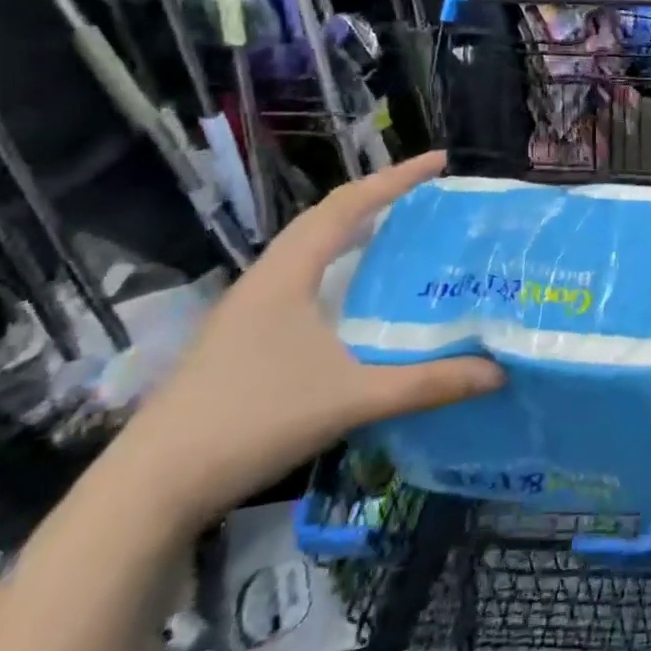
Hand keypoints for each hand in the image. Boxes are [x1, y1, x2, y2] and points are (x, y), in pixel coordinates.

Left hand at [108, 152, 502, 531]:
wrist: (151, 488)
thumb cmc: (252, 420)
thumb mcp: (352, 398)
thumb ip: (427, 383)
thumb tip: (499, 372)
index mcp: (287, 275)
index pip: (347, 207)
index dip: (395, 179)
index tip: (440, 162)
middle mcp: (266, 281)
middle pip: (325, 221)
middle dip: (377, 200)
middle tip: (427, 198)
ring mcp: (248, 312)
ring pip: (309, 253)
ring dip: (354, 234)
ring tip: (400, 236)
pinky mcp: (243, 341)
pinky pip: (302, 283)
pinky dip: (338, 272)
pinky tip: (357, 301)